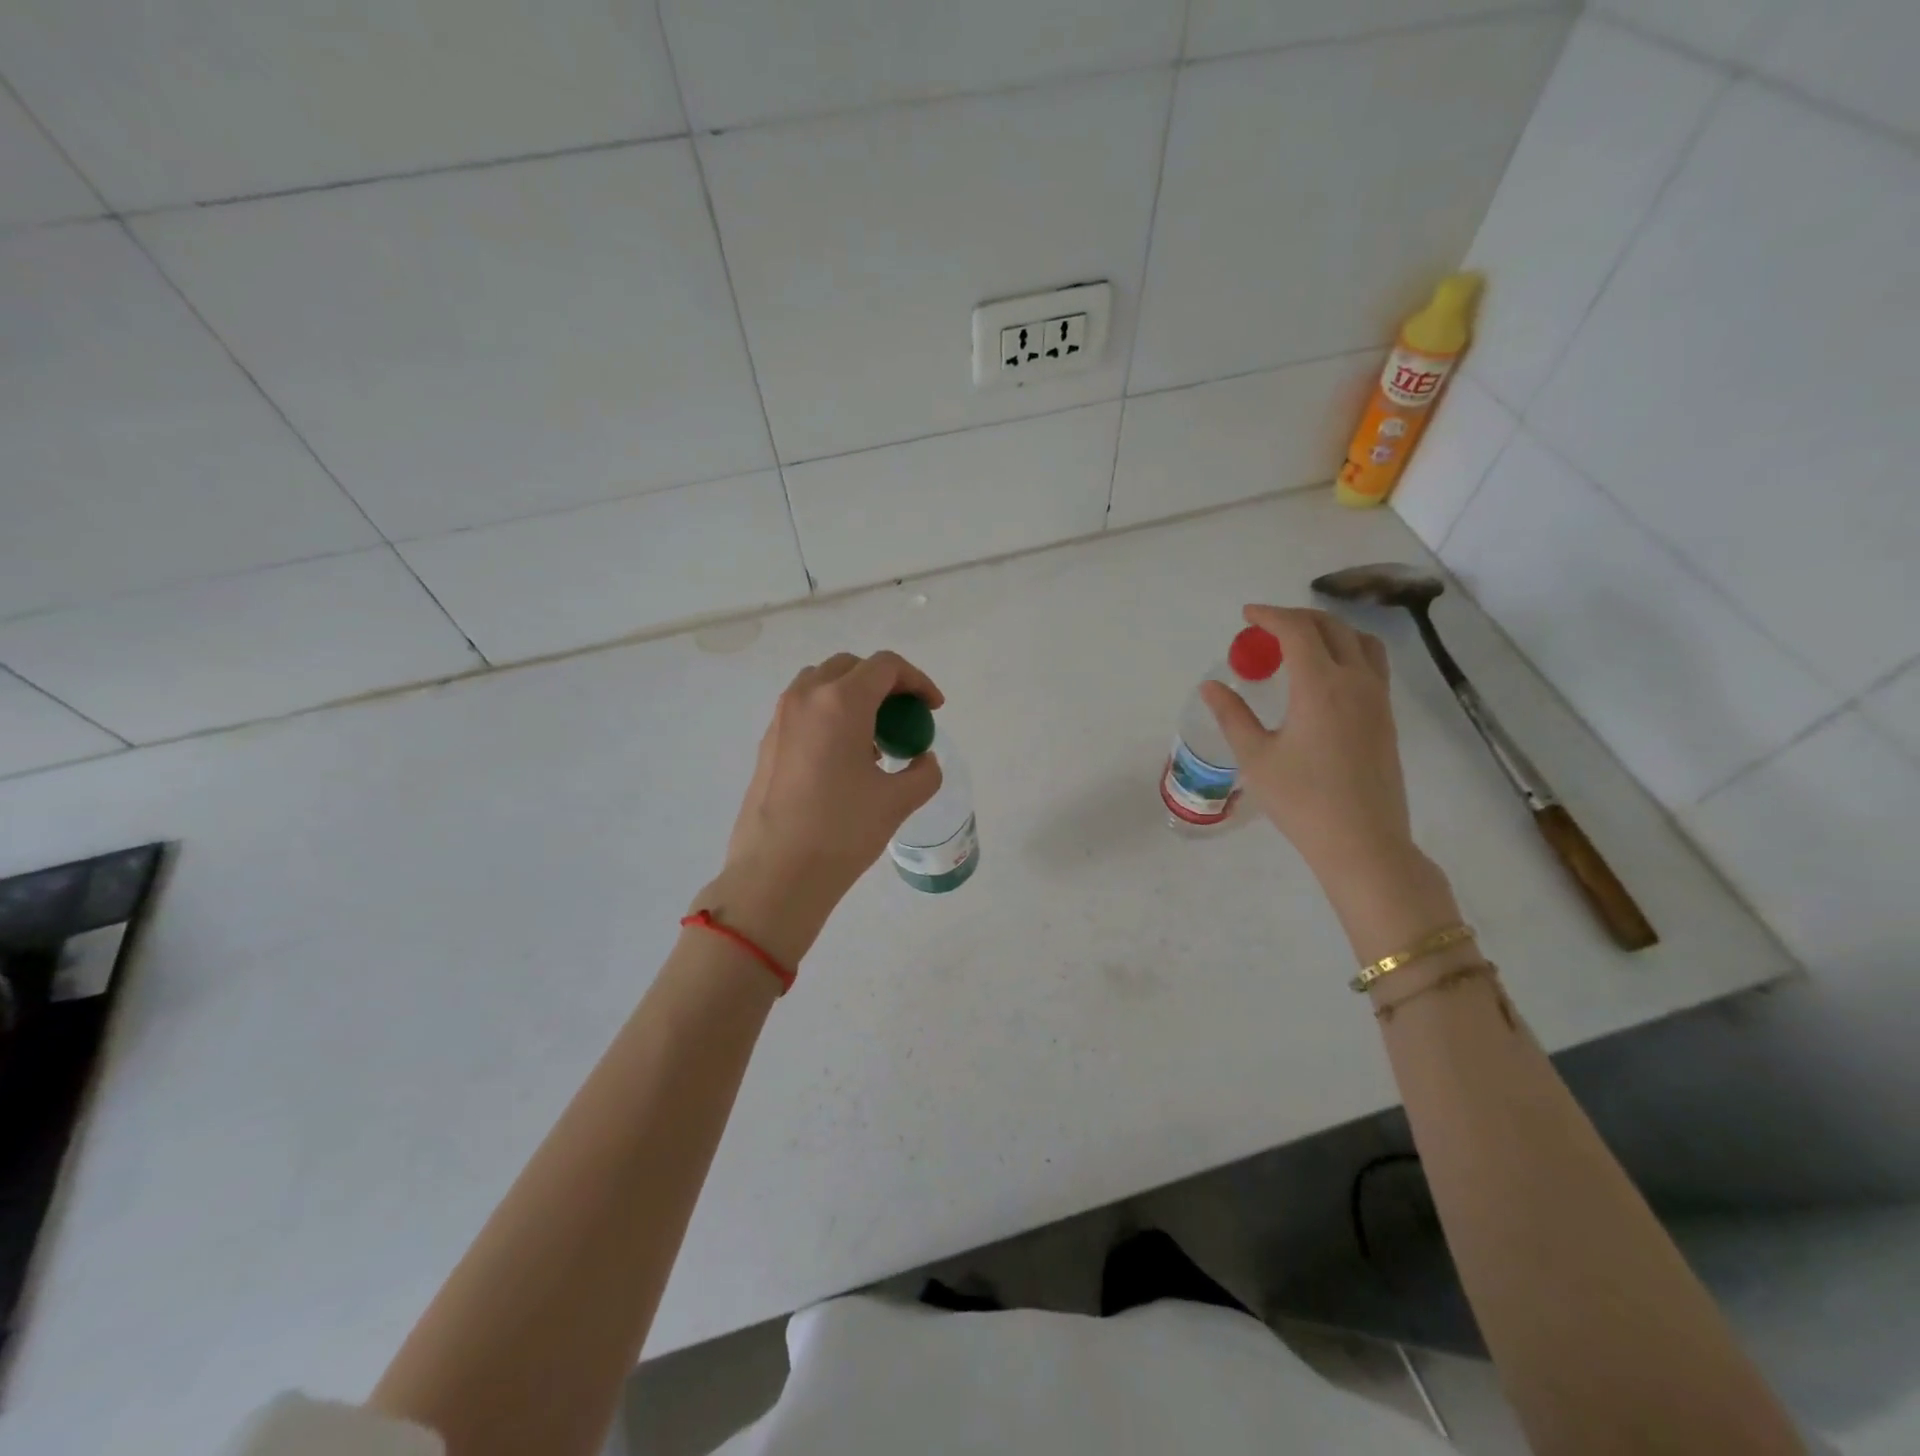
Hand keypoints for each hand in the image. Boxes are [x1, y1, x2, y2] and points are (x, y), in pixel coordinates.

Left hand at [696, 651, 944, 965]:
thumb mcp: (898, 801)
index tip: (932, 709)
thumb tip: (923, 761)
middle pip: (851, 667)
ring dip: (853, 697)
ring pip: (822, 684)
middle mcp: (805, 698)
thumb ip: (923, 772)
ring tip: (874, 738)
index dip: (917, 680)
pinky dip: (829, 716)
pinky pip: (804, 710)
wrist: (775, 874)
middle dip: (884, 684)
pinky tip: (844, 759)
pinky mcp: (767, 743)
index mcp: (841, 702)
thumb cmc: (841, 831)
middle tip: (904, 717)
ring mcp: (780, 719)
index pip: (885, 666)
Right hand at [1202, 606, 1417, 893]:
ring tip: (1300, 643)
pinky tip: (1324, 676)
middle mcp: (1355, 681)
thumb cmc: (1301, 800)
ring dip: (1329, 631)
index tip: (1247, 616)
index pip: (1297, 630)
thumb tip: (1212, 686)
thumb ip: (1233, 715)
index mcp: (1320, 685)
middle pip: (1332, 628)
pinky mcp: (1386, 718)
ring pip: (1360, 642)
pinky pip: (1371, 665)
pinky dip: (1346, 651)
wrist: (1362, 841)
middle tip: (1267, 627)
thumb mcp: (1255, 757)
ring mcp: (1377, 699)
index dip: (1270, 616)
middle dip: (1297, 618)